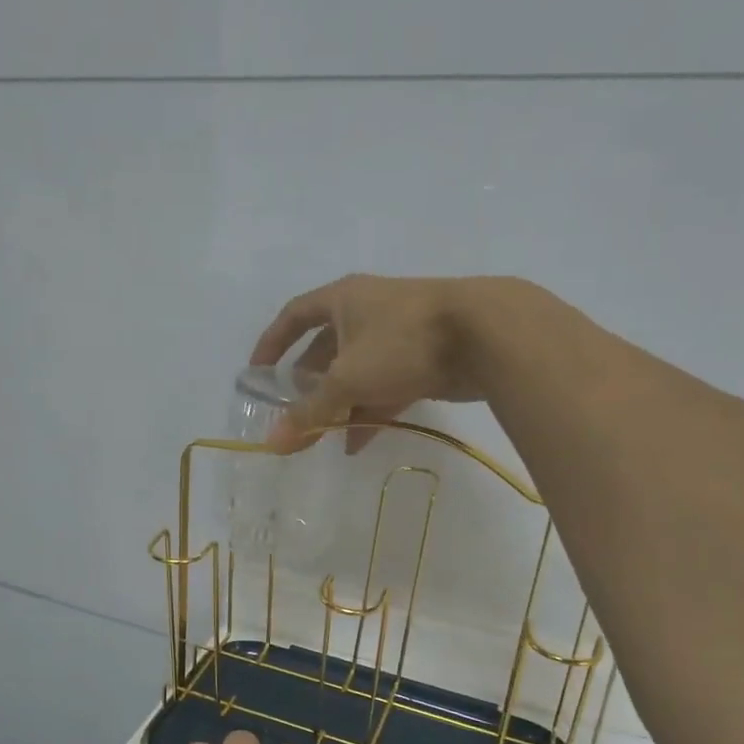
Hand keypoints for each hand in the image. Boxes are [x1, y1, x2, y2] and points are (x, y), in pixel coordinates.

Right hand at [250, 274, 509, 452]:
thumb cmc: (402, 342)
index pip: (294, 315)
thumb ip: (309, 412)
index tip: (257, 374)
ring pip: (356, 371)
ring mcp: (397, 335)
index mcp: (342, 300)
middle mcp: (366, 311)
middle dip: (308, 384)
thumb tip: (272, 443)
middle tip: (294, 414)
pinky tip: (357, 443)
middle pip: (325, 349)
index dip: (272, 343)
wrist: (486, 335)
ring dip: (338, 403)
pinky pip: (384, 386)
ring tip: (322, 436)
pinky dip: (369, 411)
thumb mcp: (347, 378)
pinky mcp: (422, 358)